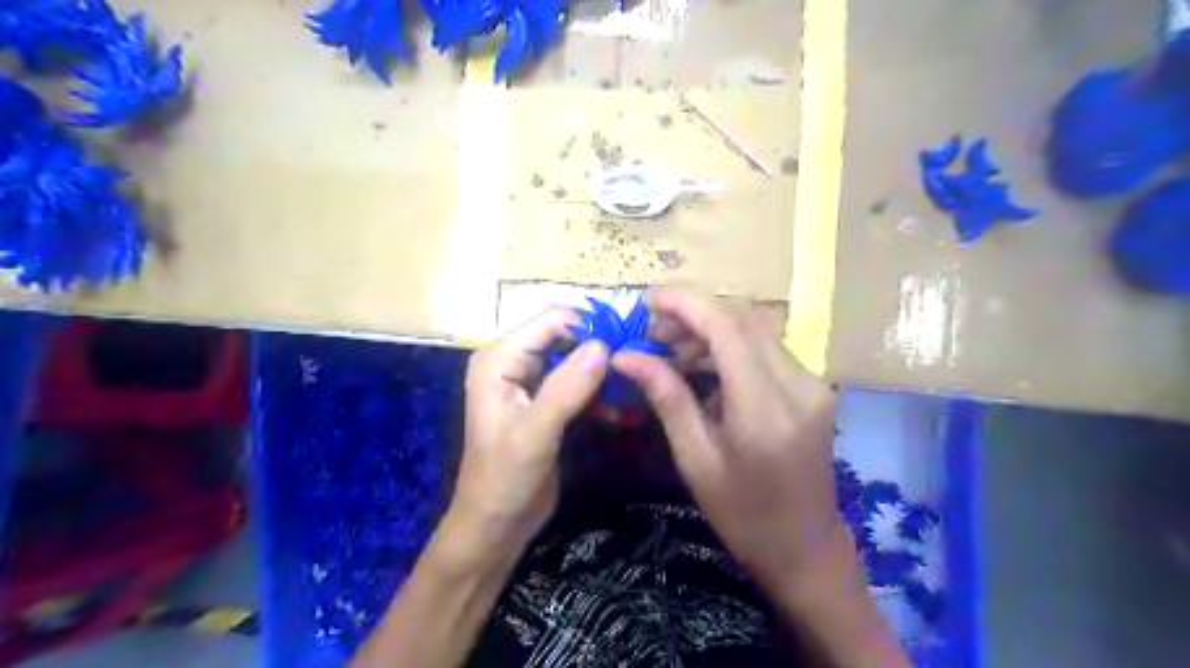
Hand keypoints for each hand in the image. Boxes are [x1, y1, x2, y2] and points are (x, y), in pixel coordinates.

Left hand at [451, 307, 606, 558]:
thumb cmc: (505, 479)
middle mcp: (513, 360)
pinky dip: (597, 393)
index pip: (552, 320)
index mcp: (500, 358)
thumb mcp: (535, 433)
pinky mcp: (545, 400)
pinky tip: (618, 412)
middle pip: (565, 335)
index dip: (590, 327)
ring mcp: (529, 380)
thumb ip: (566, 388)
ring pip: (575, 358)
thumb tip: (603, 345)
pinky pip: (577, 382)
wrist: (496, 524)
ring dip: (602, 374)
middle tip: (634, 371)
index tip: (626, 349)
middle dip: (600, 350)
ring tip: (629, 395)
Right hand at [614, 287, 835, 590]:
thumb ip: (667, 397)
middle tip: (652, 333)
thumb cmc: (742, 514)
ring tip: (671, 349)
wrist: (805, 546)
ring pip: (756, 331)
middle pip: (743, 321)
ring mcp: (813, 384)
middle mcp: (799, 385)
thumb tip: (626, 356)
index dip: (685, 303)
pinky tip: (704, 364)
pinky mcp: (814, 387)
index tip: (647, 300)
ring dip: (711, 330)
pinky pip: (767, 349)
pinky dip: (731, 346)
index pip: (727, 329)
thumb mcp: (695, 459)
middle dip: (693, 315)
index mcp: (765, 410)